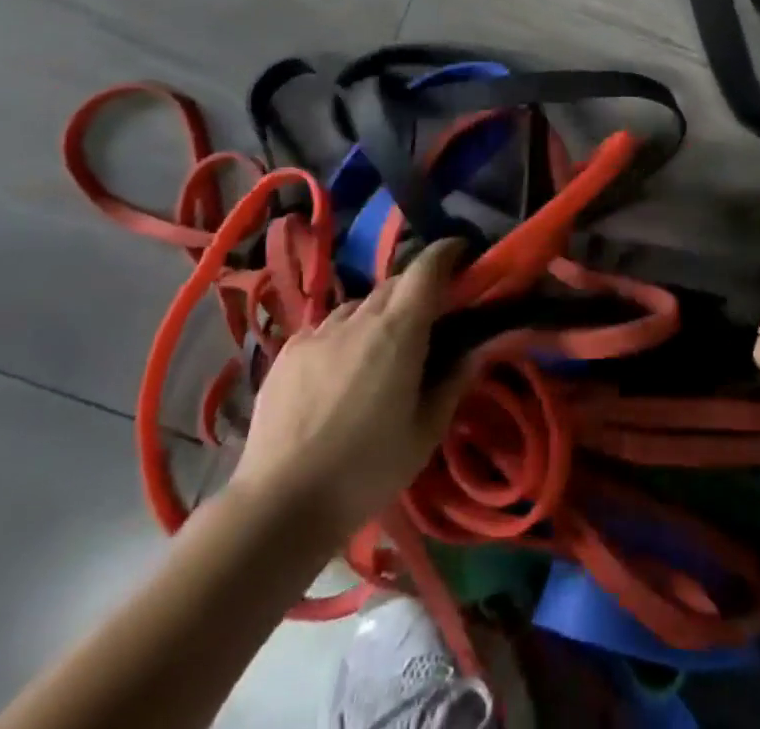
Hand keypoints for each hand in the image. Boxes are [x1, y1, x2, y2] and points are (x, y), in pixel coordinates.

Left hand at [231, 237, 467, 538]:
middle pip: (394, 284)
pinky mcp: (287, 353)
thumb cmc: (365, 471)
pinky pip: (325, 329)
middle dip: (415, 290)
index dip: (446, 253)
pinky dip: (342, 337)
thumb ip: (454, 383)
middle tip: (427, 318)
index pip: (426, 269)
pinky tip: (339, 372)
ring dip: (377, 315)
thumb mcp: (424, 433)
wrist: (279, 505)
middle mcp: (358, 319)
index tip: (461, 253)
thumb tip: (480, 349)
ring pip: (357, 307)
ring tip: (379, 351)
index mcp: (399, 330)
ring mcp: (317, 333)